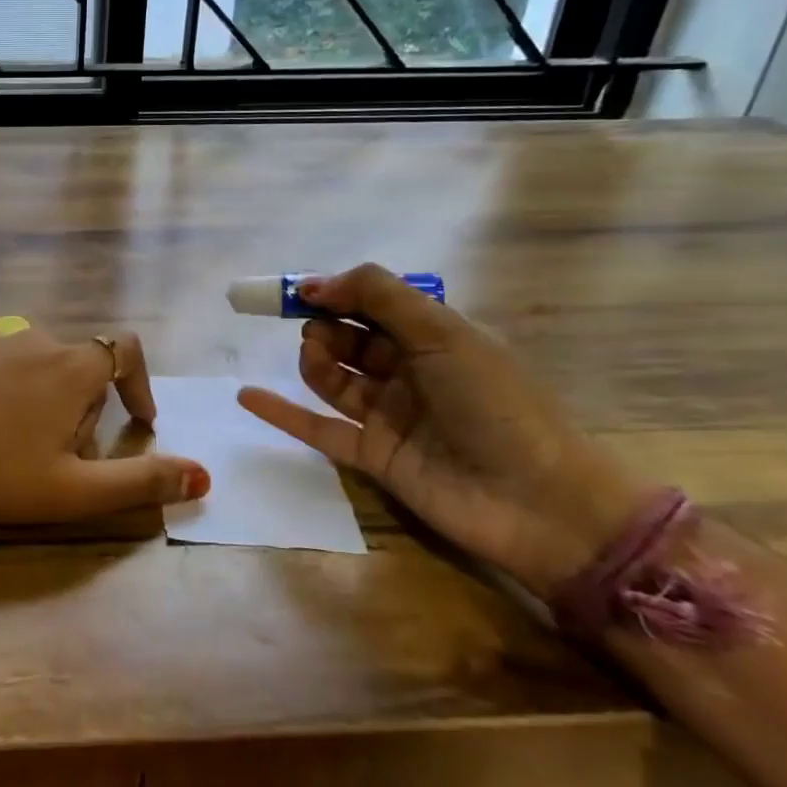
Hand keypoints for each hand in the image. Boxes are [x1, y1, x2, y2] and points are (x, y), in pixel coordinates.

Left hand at [0, 328, 210, 527]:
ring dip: (49, 398)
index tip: (138, 423)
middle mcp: (35, 340)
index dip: (140, 384)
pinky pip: (2, 364)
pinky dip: (11, 391)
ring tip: (23, 448)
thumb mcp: (75, 491)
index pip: (126, 351)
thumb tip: (203, 476)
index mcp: (70, 367)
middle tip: (64, 458)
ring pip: (41, 364)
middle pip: (82, 365)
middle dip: (87, 407)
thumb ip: (142, 482)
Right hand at [238, 264, 653, 597]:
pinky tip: (246, 395)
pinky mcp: (373, 456)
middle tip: (315, 330)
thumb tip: (314, 283)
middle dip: (326, 326)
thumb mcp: (445, 333)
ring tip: (313, 358)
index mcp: (435, 337)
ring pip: (334, 378)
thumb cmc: (497, 404)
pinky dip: (283, 413)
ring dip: (314, 361)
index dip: (337, 293)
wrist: (540, 503)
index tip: (300, 291)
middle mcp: (410, 372)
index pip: (374, 305)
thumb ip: (378, 297)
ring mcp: (390, 416)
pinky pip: (319, 428)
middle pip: (350, 339)